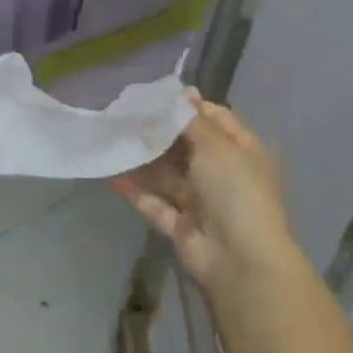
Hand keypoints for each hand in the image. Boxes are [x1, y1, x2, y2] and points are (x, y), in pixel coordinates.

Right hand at [112, 91, 299, 293]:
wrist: (239, 260)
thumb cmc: (235, 192)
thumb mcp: (217, 146)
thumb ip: (193, 120)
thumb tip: (182, 91)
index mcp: (242, 153)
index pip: (216, 120)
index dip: (188, 106)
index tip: (154, 95)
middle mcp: (223, 175)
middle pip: (187, 147)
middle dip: (159, 132)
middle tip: (124, 113)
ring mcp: (202, 203)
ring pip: (168, 176)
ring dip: (143, 159)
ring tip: (112, 137)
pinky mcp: (181, 227)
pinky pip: (154, 203)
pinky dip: (135, 190)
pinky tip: (110, 172)